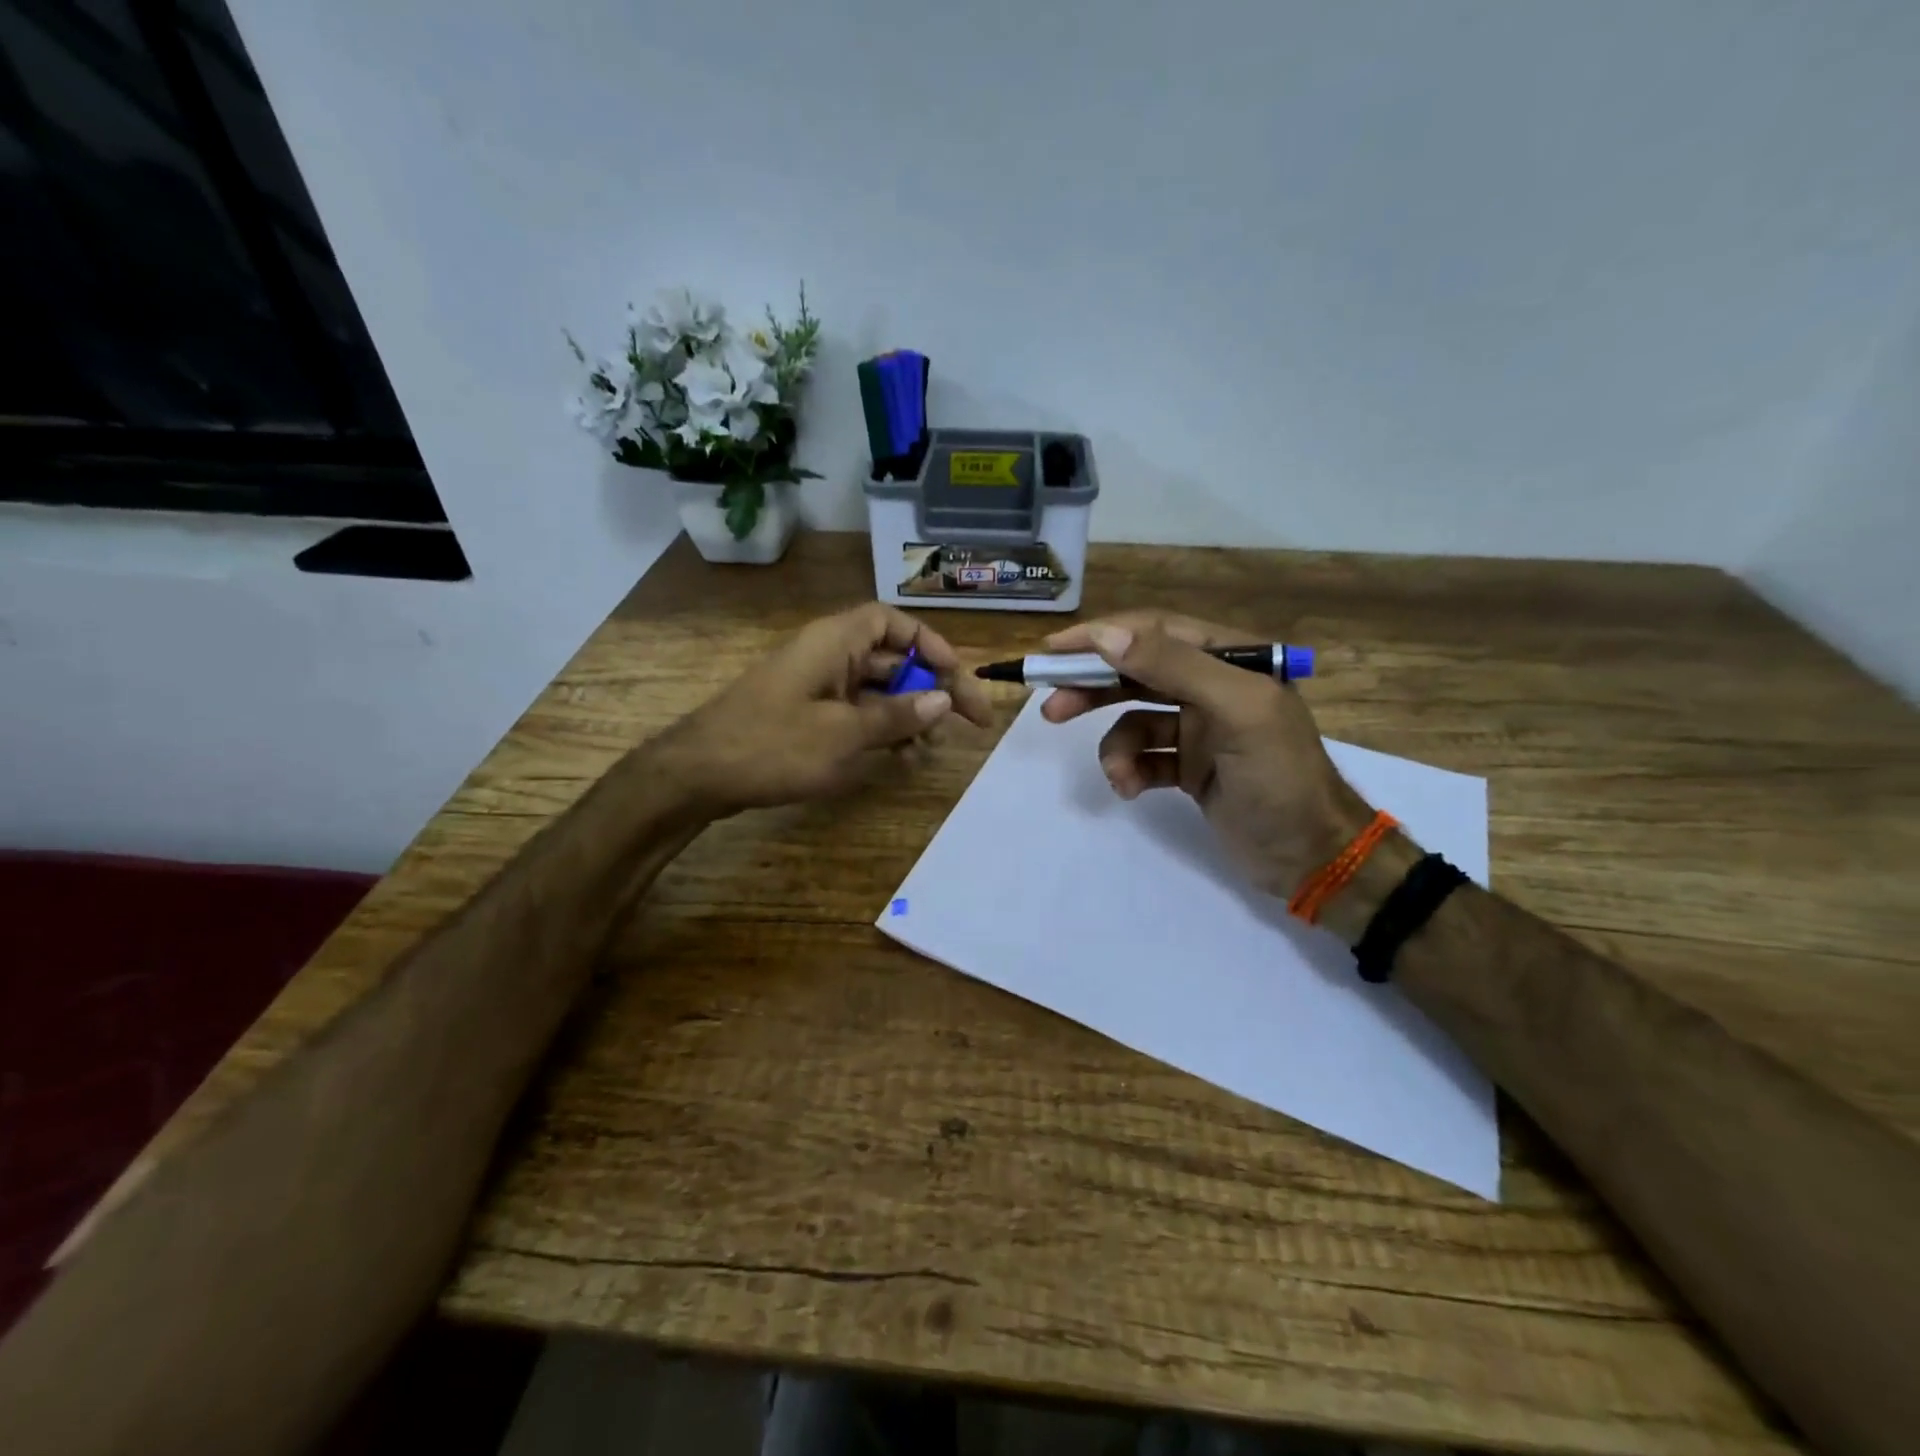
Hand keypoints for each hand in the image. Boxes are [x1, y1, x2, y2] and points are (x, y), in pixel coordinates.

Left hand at [653, 603, 993, 814]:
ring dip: (909, 715)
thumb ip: (896, 716)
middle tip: (969, 723)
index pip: (893, 623)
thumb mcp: (844, 734)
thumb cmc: (773, 745)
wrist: (698, 775)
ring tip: (931, 749)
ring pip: (877, 691)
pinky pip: (856, 714)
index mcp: (834, 642)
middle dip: (931, 688)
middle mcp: (828, 656)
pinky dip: (882, 731)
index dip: (931, 645)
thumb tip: (943, 701)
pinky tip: (901, 759)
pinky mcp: (807, 716)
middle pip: (892, 660)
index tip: (957, 678)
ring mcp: (816, 688)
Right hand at [1040, 611, 1373, 900]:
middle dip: (1093, 688)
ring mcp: (1199, 728)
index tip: (1053, 650)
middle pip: (1136, 672)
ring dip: (1115, 745)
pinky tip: (1131, 790)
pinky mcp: (1189, 766)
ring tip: (1115, 774)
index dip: (1101, 637)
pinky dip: (1131, 770)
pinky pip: (1144, 756)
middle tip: (1050, 706)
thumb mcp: (1236, 711)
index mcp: (1231, 659)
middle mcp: (1212, 686)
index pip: (1154, 631)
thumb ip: (1174, 666)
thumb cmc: (1281, 777)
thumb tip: (1107, 636)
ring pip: (1134, 719)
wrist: (1312, 858)